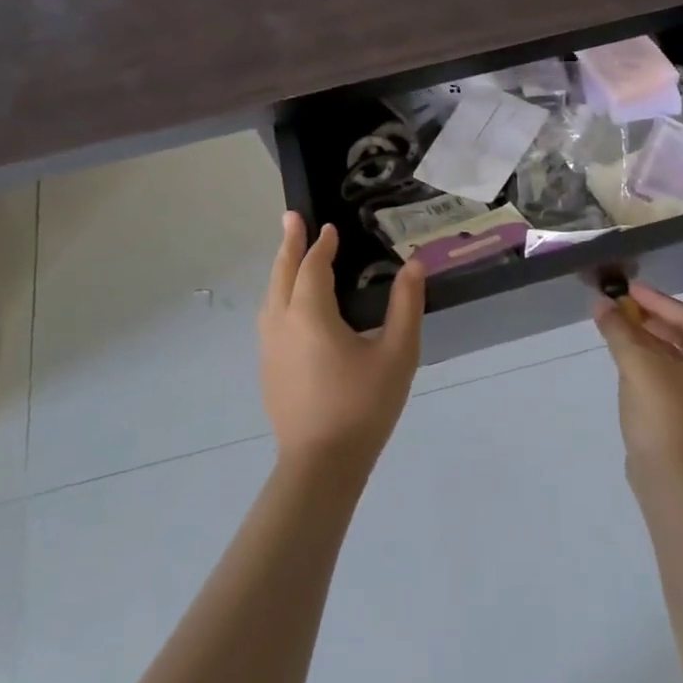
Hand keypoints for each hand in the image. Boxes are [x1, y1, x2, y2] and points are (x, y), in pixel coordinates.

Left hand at [258, 214, 423, 473]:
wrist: (321, 465)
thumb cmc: (363, 405)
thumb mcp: (397, 354)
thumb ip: (406, 305)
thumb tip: (415, 264)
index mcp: (310, 314)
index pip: (313, 267)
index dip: (322, 245)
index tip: (330, 228)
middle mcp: (281, 323)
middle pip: (281, 273)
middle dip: (288, 244)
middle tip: (290, 217)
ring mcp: (269, 348)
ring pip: (270, 296)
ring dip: (280, 269)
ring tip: (289, 254)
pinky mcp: (267, 369)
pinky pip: (269, 317)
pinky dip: (278, 294)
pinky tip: (288, 303)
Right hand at [593, 284, 682, 482]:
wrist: (671, 485)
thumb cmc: (665, 418)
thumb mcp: (639, 366)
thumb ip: (619, 330)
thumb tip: (600, 302)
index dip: (658, 301)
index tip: (628, 290)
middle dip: (650, 318)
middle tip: (620, 305)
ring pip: (676, 354)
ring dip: (647, 338)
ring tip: (617, 324)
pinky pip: (671, 373)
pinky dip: (649, 359)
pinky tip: (625, 351)